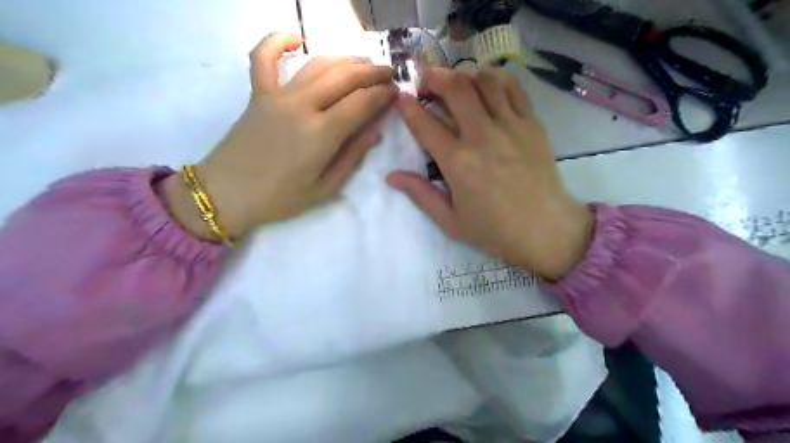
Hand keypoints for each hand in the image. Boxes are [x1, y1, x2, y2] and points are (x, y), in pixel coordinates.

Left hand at [162, 32, 394, 242]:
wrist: (227, 194)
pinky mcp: (257, 93)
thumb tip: (375, 130)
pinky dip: (278, 41)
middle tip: (388, 74)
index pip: (362, 102)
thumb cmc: (281, 197)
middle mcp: (302, 105)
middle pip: (345, 77)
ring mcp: (277, 95)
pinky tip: (296, 40)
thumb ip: (353, 155)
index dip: (383, 94)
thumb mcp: (327, 187)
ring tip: (363, 63)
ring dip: (345, 59)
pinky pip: (264, 57)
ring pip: (317, 64)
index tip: (396, 93)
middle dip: (372, 72)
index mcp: (322, 133)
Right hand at [388, 67, 591, 277]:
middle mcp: (482, 136)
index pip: (425, 124)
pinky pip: (513, 88)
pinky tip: (487, 86)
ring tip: (456, 82)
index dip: (408, 107)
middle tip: (425, 79)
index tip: (400, 98)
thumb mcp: (450, 222)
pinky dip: (495, 79)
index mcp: (458, 163)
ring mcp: (510, 126)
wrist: (546, 230)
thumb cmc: (495, 231)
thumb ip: (421, 194)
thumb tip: (391, 176)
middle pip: (455, 88)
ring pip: (485, 80)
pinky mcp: (532, 124)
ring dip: (465, 75)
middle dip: (434, 76)